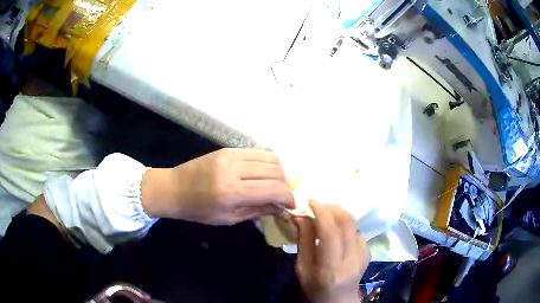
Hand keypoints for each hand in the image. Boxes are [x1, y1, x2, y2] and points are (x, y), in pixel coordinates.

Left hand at [141, 148, 294, 224]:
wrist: (174, 188)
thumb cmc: (199, 210)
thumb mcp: (229, 218)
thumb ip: (259, 210)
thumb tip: (283, 207)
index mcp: (232, 192)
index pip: (274, 189)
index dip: (289, 197)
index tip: (292, 205)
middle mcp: (234, 169)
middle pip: (276, 170)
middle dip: (286, 184)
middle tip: (283, 195)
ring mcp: (231, 155)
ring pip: (270, 157)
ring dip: (279, 172)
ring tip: (275, 184)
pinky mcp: (228, 149)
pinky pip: (257, 152)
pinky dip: (267, 163)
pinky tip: (264, 173)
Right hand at [294, 201, 369, 302]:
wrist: (339, 299)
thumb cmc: (315, 287)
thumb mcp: (302, 268)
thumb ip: (303, 240)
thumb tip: (300, 215)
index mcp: (331, 267)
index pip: (330, 233)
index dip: (321, 212)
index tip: (311, 200)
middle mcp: (352, 259)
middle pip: (347, 223)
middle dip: (331, 208)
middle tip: (318, 204)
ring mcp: (364, 255)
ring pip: (354, 224)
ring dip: (339, 213)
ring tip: (326, 213)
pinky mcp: (368, 252)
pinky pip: (357, 230)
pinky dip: (346, 224)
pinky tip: (337, 229)